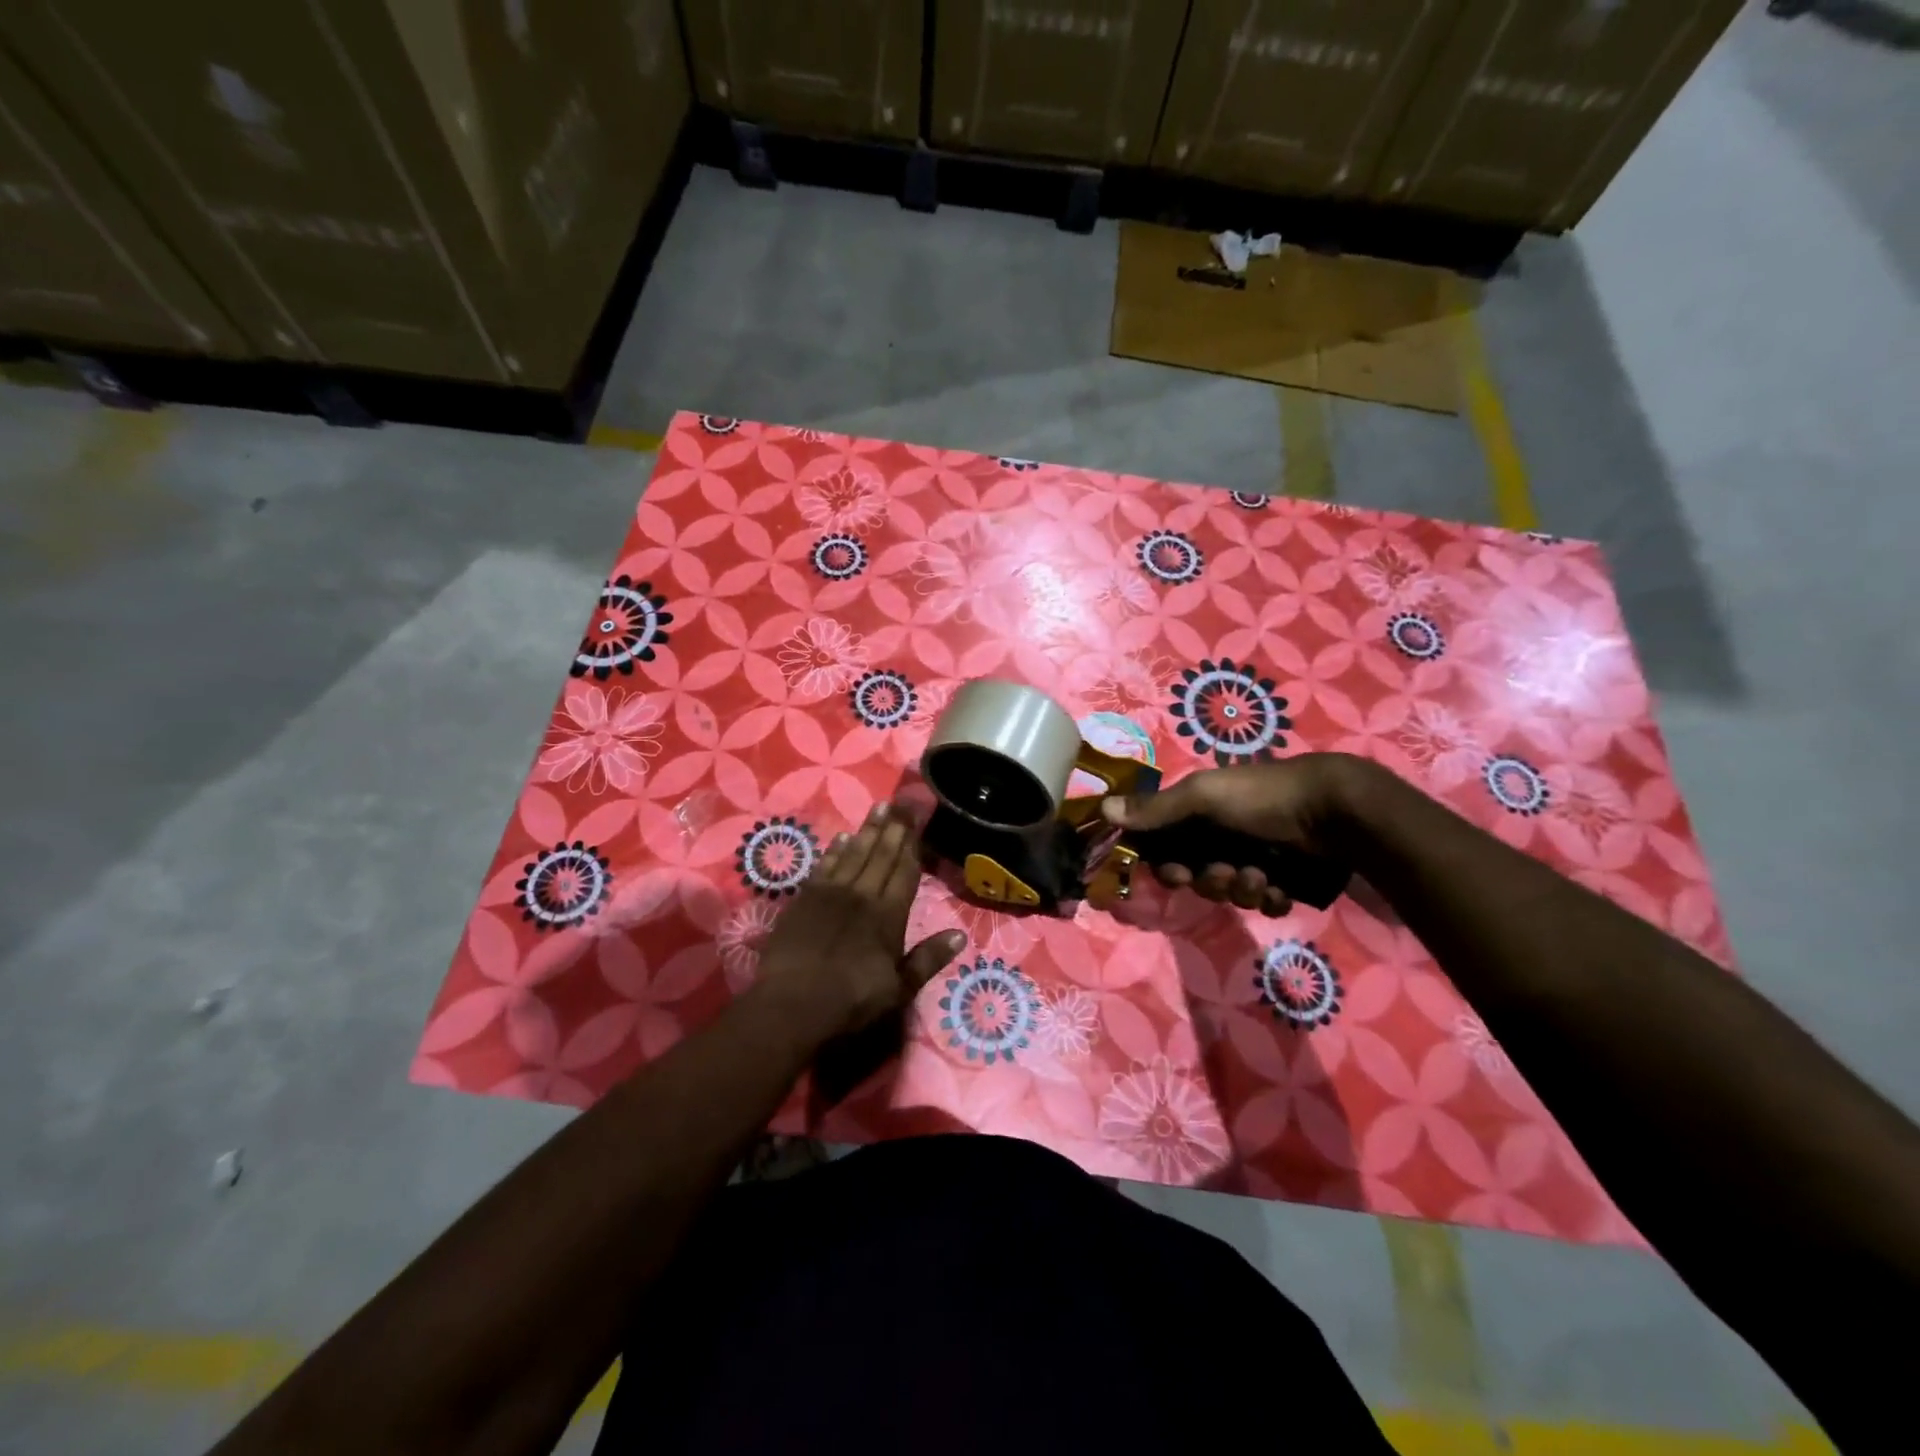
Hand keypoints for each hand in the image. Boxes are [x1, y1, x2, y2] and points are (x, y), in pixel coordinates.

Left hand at [756, 804, 966, 1042]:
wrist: (793, 1003)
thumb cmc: (851, 1000)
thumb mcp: (900, 989)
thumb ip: (928, 959)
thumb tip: (959, 935)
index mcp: (888, 915)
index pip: (905, 872)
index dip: (913, 845)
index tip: (917, 820)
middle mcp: (863, 895)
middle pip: (881, 855)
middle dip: (894, 828)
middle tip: (901, 802)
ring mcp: (831, 893)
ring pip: (854, 853)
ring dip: (868, 830)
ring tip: (878, 808)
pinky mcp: (805, 898)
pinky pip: (825, 865)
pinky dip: (836, 849)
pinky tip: (843, 837)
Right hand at [1100, 753, 1362, 915]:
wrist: (1335, 812)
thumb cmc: (1261, 797)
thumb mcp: (1203, 797)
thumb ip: (1156, 809)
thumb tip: (1103, 809)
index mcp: (1199, 813)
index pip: (1167, 848)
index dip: (1167, 867)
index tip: (1177, 873)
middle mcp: (1223, 836)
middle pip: (1197, 877)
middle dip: (1210, 880)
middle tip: (1228, 870)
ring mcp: (1255, 858)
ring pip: (1231, 893)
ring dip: (1242, 889)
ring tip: (1263, 875)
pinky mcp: (1285, 880)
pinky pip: (1264, 903)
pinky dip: (1270, 899)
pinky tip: (1282, 887)